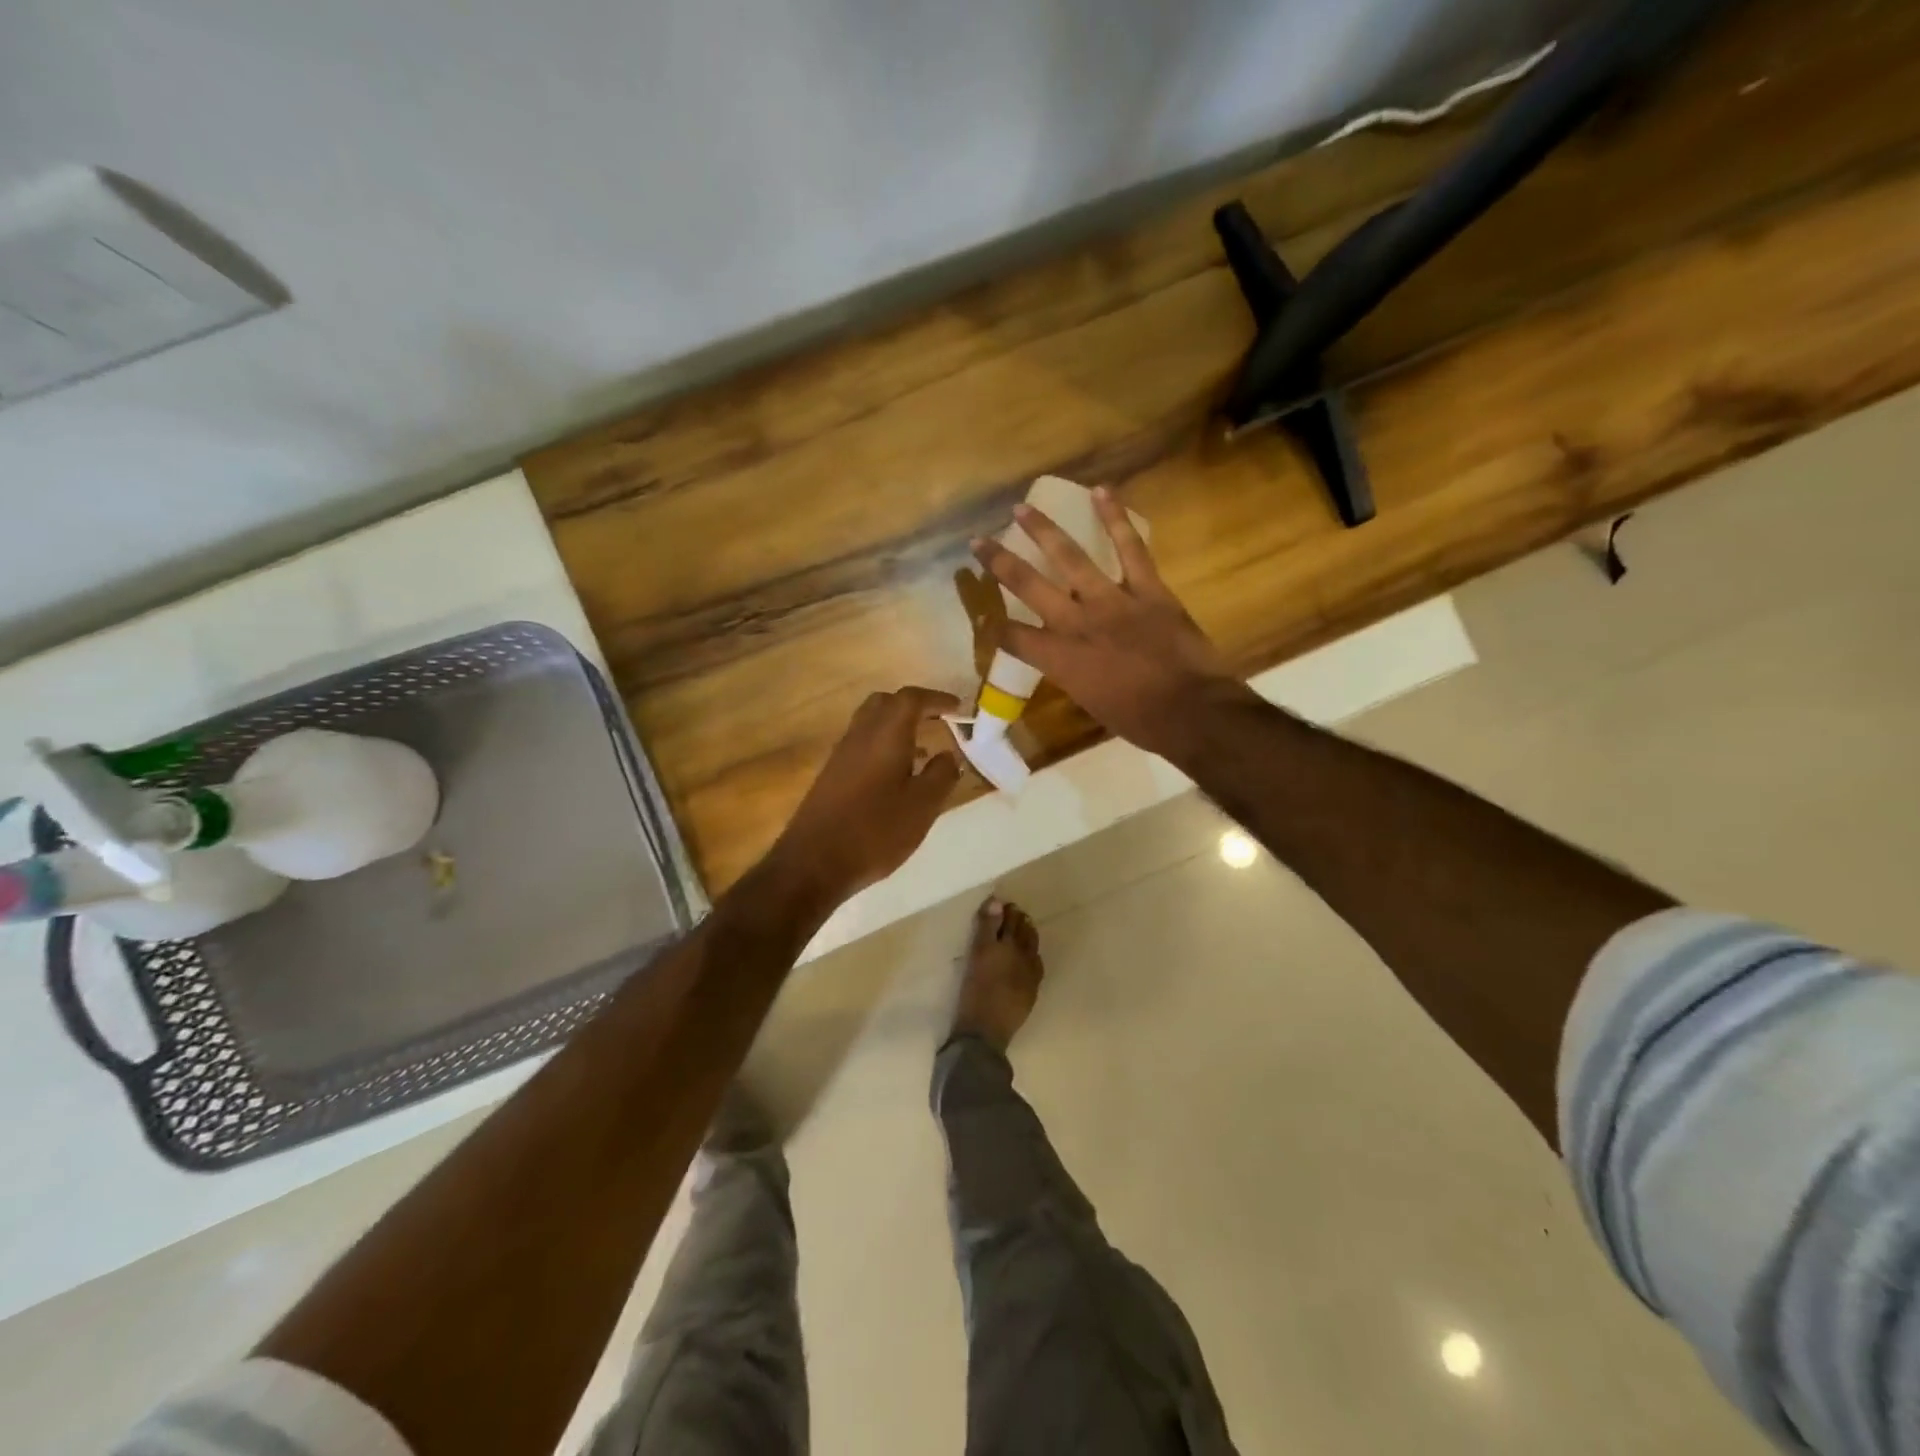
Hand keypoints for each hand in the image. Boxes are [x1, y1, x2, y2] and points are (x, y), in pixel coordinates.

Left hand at [770, 686, 962, 901]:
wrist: (814, 863)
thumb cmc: (876, 831)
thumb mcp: (923, 806)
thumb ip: (942, 775)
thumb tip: (949, 755)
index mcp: (886, 734)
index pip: (912, 699)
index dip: (937, 699)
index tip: (958, 708)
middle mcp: (860, 735)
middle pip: (886, 703)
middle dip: (914, 706)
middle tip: (938, 721)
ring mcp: (841, 754)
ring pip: (871, 723)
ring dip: (898, 727)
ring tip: (924, 750)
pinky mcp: (831, 774)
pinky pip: (862, 744)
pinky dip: (883, 746)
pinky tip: (896, 776)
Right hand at [971, 488, 1248, 760]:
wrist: (1192, 711)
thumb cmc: (1140, 721)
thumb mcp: (1091, 703)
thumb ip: (1073, 675)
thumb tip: (1069, 661)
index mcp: (1060, 659)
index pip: (1014, 637)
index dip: (996, 627)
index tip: (986, 617)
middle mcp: (1077, 623)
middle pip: (1028, 586)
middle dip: (999, 562)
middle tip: (979, 541)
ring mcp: (1112, 600)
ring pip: (1070, 557)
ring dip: (1043, 530)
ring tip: (1022, 507)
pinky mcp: (1147, 589)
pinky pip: (1130, 547)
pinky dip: (1116, 518)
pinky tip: (1100, 491)